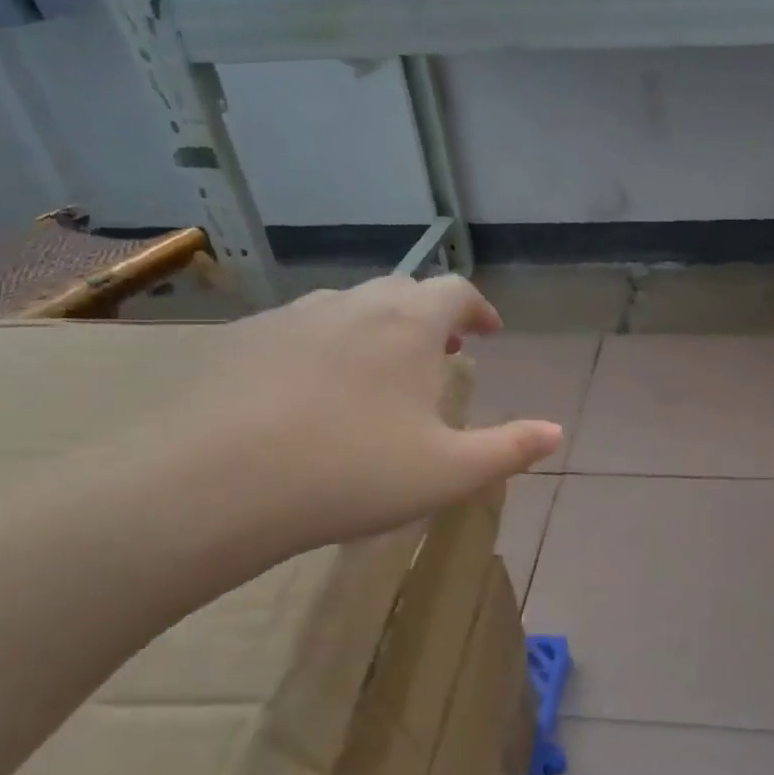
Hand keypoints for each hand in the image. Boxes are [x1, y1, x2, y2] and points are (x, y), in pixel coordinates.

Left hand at [140, 276, 561, 553]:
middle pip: (404, 291)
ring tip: (383, 370)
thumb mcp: (450, 472)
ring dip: (379, 328)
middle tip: (442, 352)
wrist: (217, 484)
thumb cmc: (353, 473)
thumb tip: (556, 432)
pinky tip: (316, 389)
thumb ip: (510, 449)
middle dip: (431, 316)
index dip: (478, 307)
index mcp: (409, 326)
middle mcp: (354, 305)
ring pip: (350, 306)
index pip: (456, 292)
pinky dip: (329, 345)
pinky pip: (303, 328)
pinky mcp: (245, 340)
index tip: (488, 332)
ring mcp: (293, 317)